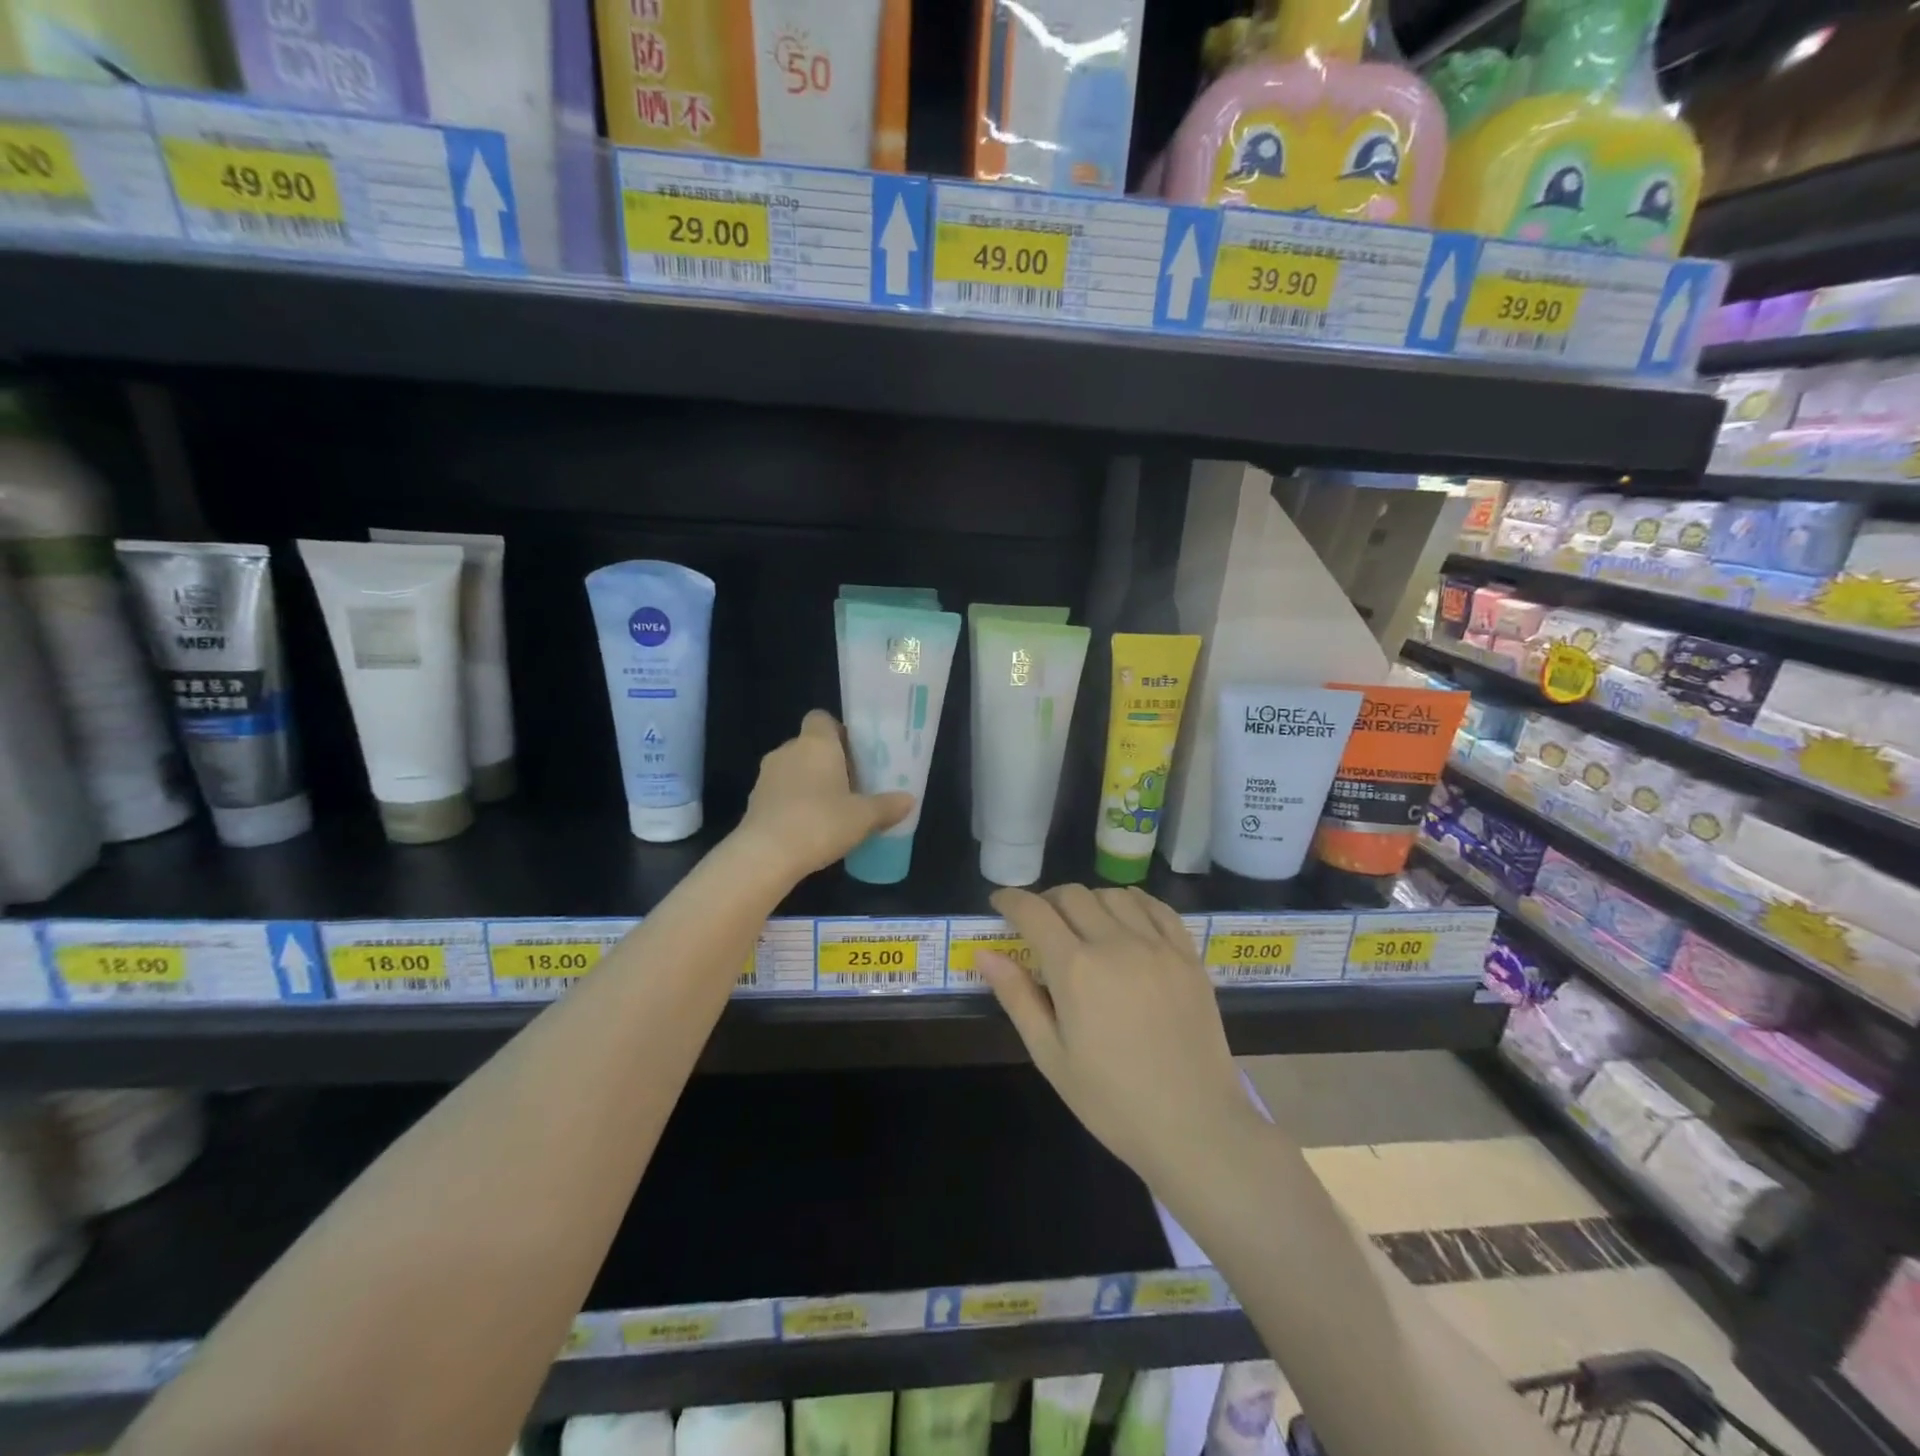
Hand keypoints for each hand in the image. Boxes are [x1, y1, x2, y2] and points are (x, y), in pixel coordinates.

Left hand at [735, 711, 913, 882]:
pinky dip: (793, 803)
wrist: (765, 855)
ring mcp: (766, 776)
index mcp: (815, 743)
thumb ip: (887, 806)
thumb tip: (909, 799)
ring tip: (831, 809)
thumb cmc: (820, 823)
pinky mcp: (754, 801)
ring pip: (793, 769)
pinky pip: (780, 793)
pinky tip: (808, 827)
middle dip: (828, 762)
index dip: (838, 732)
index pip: (821, 718)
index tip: (854, 754)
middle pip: (810, 745)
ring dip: (809, 783)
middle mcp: (788, 751)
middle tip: (851, 785)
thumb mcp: (863, 817)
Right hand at [978, 885, 1258, 1188]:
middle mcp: (1116, 943)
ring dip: (1088, 901)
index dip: (1011, 899)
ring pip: (1113, 894)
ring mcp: (1157, 946)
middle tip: (1039, 924)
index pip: (1034, 912)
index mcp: (1075, 969)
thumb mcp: (1050, 1056)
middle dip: (1046, 901)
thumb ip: (1017, 997)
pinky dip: (1132, 902)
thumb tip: (984, 953)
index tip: (999, 902)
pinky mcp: (1187, 955)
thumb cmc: (1111, 1100)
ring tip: (1083, 925)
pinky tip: (1125, 919)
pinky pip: (1156, 908)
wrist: (1195, 1127)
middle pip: (1072, 895)